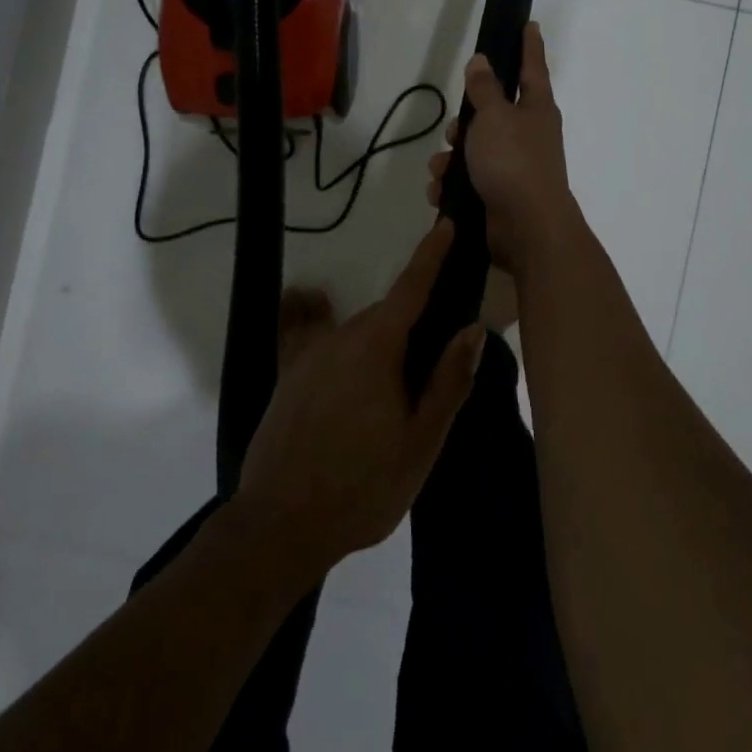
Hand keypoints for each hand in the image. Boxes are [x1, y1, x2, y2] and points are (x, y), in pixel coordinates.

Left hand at [237, 222, 485, 575]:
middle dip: (410, 325)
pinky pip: (308, 335)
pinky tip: (311, 309)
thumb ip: (447, 381)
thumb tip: (472, 328)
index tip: (445, 225)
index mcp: (376, 348)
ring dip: (376, 341)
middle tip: (430, 365)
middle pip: (385, 315)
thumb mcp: (419, 442)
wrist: (279, 527)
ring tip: (386, 386)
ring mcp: (308, 355)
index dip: (431, 255)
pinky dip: (316, 318)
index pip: (411, 288)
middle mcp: (340, 337)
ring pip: (354, 331)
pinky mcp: (287, 376)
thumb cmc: (362, 486)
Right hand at [427, 21, 576, 276]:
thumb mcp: (494, 117)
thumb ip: (485, 89)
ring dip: (451, 159)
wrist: (526, 229)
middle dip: (465, 122)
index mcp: (536, 110)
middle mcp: (528, 135)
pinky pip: (468, 181)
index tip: (530, 24)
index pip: (531, 68)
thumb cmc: (513, 162)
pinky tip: (442, 193)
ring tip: (442, 169)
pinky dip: (453, 185)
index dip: (529, 45)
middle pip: (492, 114)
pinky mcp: (499, 195)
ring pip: (474, 150)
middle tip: (454, 130)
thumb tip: (482, 61)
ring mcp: (514, 167)